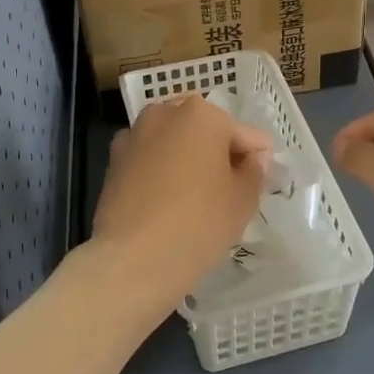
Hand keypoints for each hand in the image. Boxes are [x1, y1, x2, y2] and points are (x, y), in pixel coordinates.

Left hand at [91, 97, 271, 309]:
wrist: (133, 259)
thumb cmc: (199, 223)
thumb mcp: (243, 200)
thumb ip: (254, 171)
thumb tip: (253, 158)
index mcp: (202, 115)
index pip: (244, 134)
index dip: (256, 159)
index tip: (260, 182)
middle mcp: (165, 114)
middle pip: (205, 131)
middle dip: (219, 153)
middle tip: (230, 190)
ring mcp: (134, 136)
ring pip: (174, 144)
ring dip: (188, 160)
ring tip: (198, 197)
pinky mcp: (113, 162)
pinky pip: (150, 161)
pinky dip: (161, 172)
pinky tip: (167, 202)